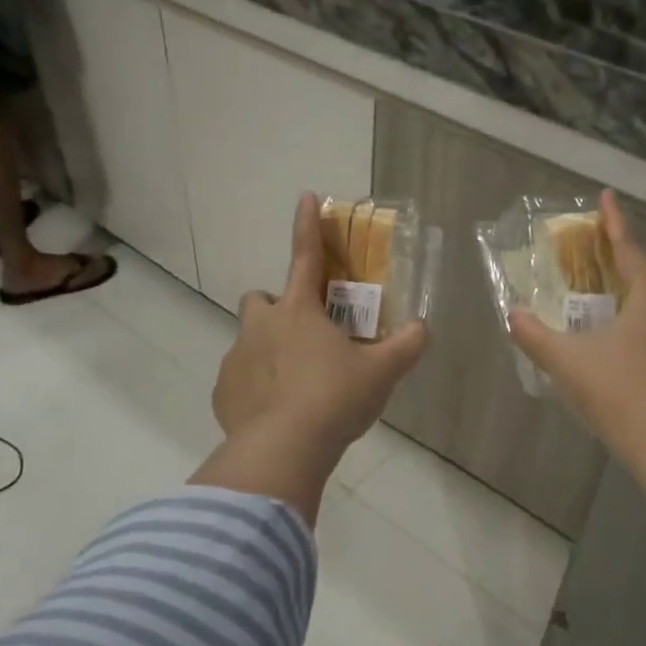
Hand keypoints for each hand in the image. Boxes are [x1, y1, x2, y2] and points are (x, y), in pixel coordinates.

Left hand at [195, 194, 426, 520]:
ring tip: (294, 384)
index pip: (305, 256)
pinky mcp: (223, 392)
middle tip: (303, 335)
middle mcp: (260, 326)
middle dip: (277, 308)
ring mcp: (236, 358)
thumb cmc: (334, 399)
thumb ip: (406, 346)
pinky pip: (238, 380)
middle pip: (260, 299)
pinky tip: (275, 413)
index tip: (305, 197)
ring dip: (267, 351)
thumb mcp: (381, 373)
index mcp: (298, 311)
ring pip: (248, 341)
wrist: (284, 449)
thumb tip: (423, 329)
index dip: (307, 225)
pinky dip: (254, 388)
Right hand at [508, 190, 645, 460]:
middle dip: (629, 270)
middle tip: (605, 270)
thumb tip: (511, 314)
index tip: (607, 196)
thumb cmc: (615, 390)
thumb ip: (534, 335)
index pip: (628, 250)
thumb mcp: (565, 361)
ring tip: (622, 316)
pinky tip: (641, 357)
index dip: (614, 222)